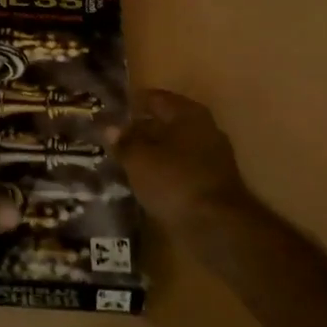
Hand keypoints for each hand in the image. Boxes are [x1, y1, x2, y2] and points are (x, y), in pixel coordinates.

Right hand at [113, 89, 255, 228]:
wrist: (217, 227)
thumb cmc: (174, 181)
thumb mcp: (139, 160)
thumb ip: (124, 142)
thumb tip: (110, 127)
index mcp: (189, 114)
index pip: (156, 99)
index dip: (133, 104)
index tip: (111, 112)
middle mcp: (205, 129)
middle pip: (167, 123)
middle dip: (142, 130)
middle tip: (115, 138)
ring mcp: (213, 157)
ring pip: (175, 148)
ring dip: (153, 153)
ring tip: (125, 160)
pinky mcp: (213, 184)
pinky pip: (181, 169)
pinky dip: (164, 171)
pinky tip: (146, 181)